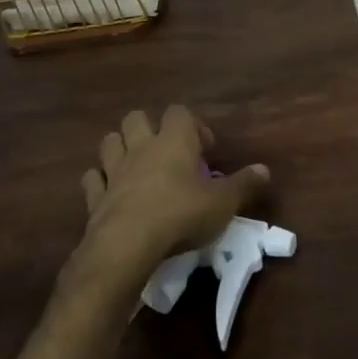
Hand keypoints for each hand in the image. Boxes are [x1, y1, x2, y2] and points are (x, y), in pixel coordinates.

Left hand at [73, 104, 269, 289]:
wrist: (127, 246)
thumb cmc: (181, 215)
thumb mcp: (223, 203)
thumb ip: (244, 184)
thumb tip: (265, 170)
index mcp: (174, 140)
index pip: (180, 112)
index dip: (192, 126)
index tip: (204, 150)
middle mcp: (142, 147)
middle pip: (136, 118)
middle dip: (148, 128)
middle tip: (165, 152)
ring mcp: (115, 171)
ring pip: (110, 142)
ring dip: (120, 149)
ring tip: (135, 167)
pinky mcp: (95, 198)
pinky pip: (93, 179)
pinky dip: (99, 182)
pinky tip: (109, 193)